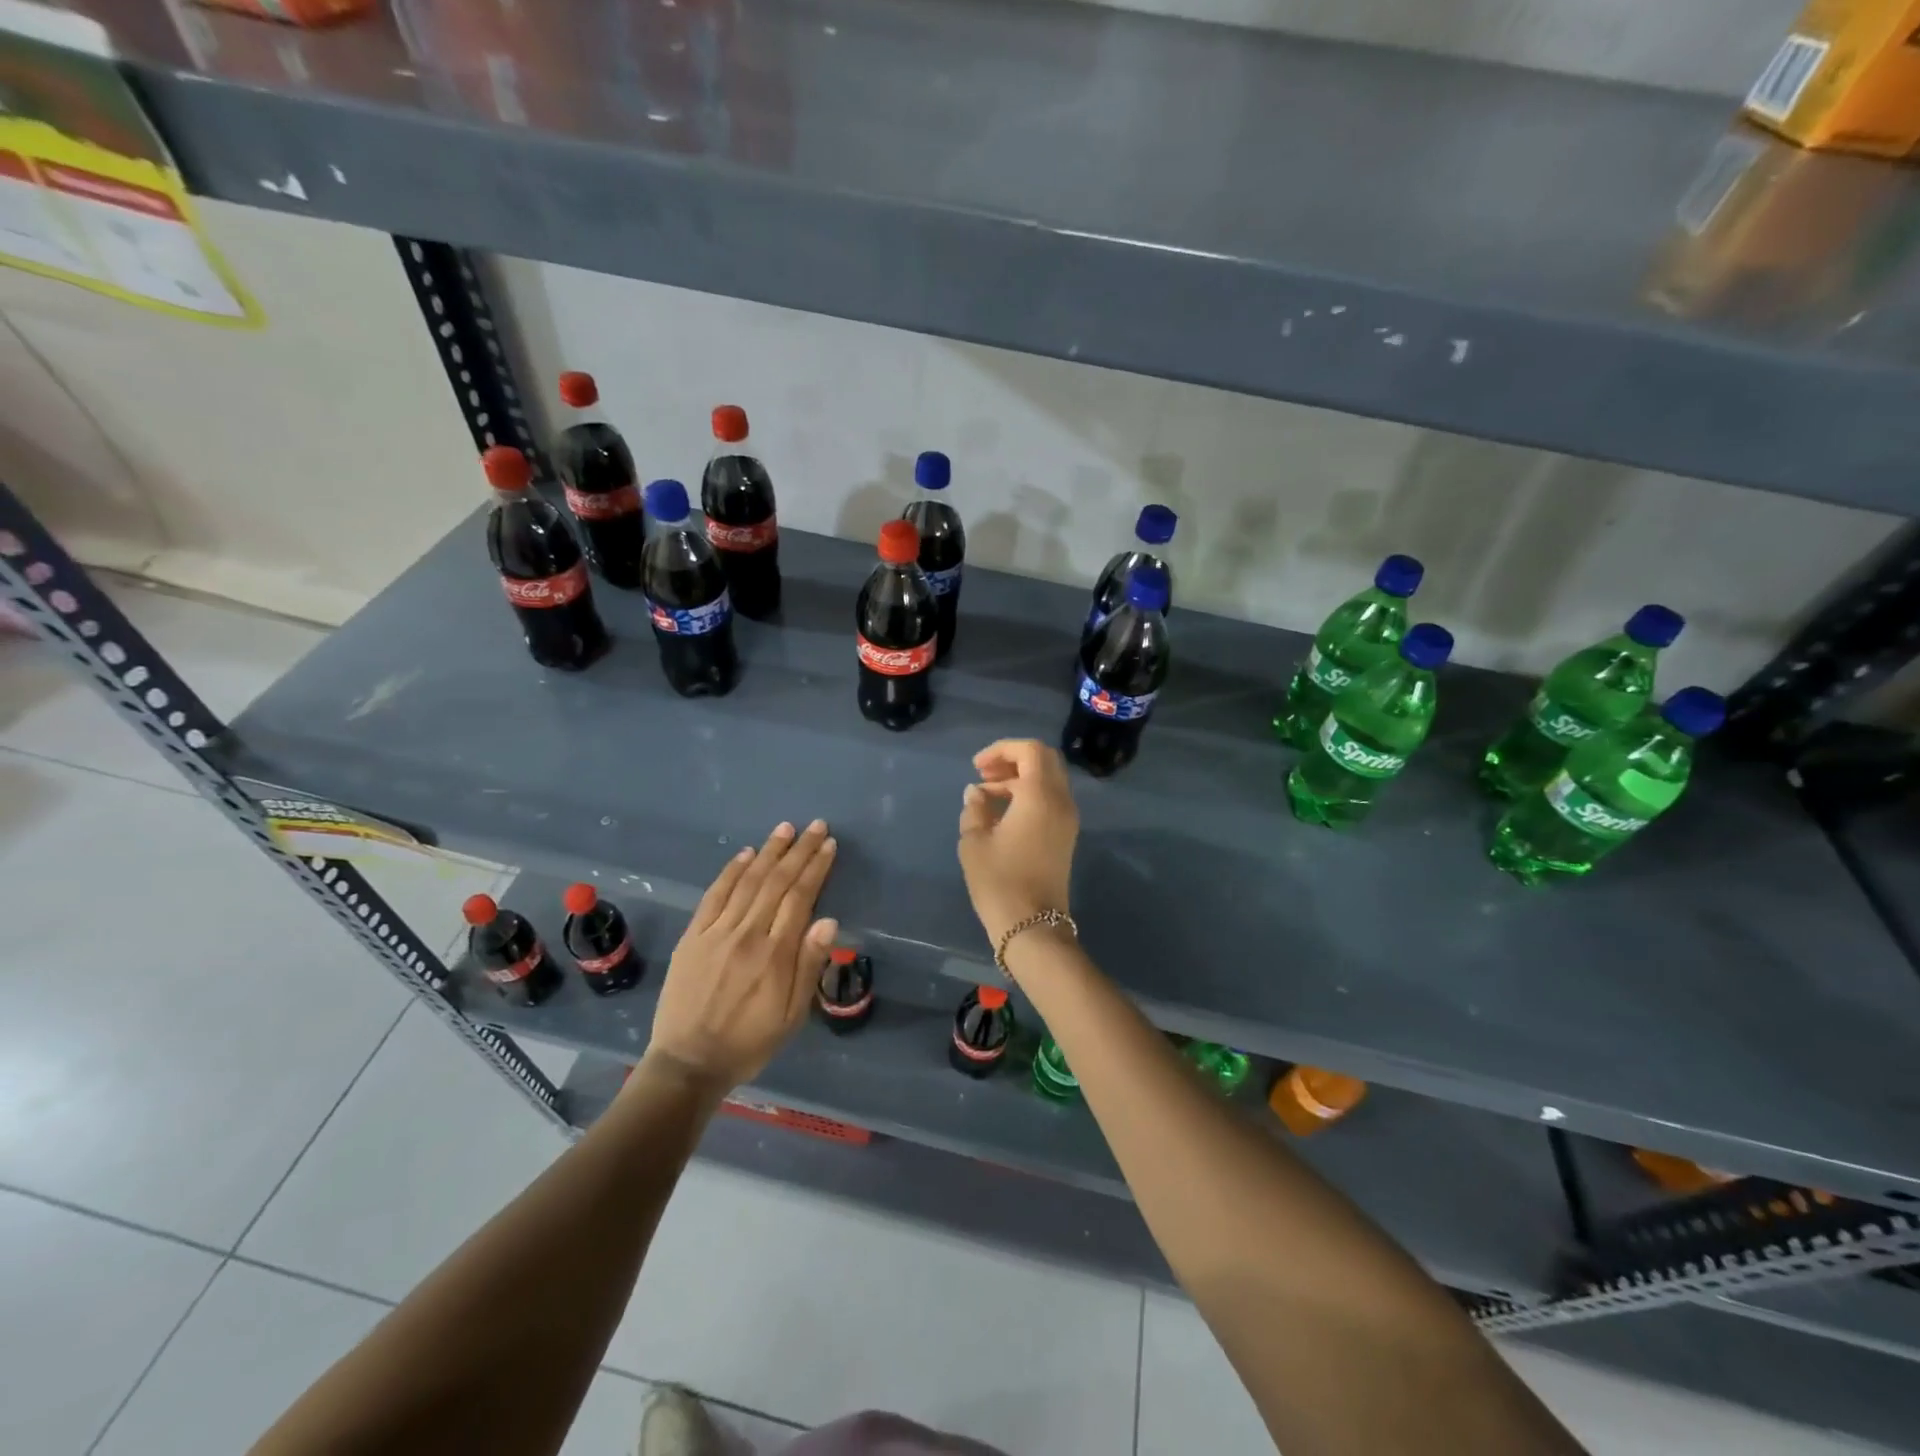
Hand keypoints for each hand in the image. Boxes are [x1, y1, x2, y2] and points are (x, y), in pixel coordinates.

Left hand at [645, 819, 838, 1093]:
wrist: (688, 1063)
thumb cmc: (750, 1042)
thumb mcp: (792, 1015)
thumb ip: (809, 966)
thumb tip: (828, 920)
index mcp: (775, 956)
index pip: (800, 898)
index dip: (815, 868)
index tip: (828, 845)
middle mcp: (747, 935)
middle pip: (776, 882)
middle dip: (798, 851)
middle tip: (815, 826)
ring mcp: (716, 933)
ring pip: (747, 882)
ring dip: (769, 852)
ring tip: (785, 829)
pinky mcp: (693, 937)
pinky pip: (714, 896)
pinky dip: (731, 871)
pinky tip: (746, 854)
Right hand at [957, 739, 1078, 946]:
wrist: (1032, 927)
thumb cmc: (999, 881)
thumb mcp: (974, 842)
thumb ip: (975, 809)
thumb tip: (977, 793)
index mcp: (1040, 796)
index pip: (1030, 750)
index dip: (1001, 749)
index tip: (976, 767)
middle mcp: (1061, 801)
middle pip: (1044, 760)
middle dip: (1013, 759)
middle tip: (983, 774)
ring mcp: (1068, 819)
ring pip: (1048, 779)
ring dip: (1019, 777)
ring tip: (986, 794)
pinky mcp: (1066, 835)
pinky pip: (1050, 799)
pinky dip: (1028, 794)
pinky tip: (1001, 812)